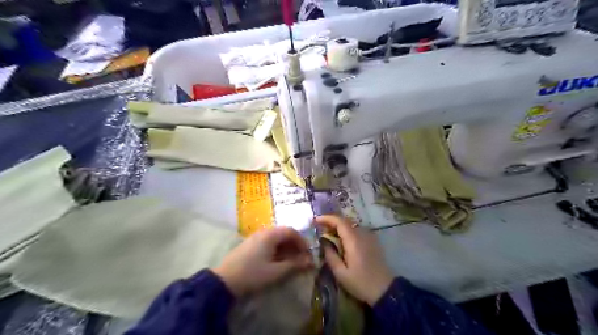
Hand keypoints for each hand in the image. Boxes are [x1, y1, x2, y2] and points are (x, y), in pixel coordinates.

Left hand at [213, 227, 312, 295]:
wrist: (224, 280)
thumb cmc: (252, 274)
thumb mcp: (275, 271)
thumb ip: (294, 265)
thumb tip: (310, 262)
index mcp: (270, 235)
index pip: (291, 231)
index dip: (302, 241)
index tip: (307, 254)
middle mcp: (263, 232)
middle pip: (283, 233)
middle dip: (294, 245)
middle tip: (300, 258)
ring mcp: (255, 237)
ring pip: (276, 238)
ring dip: (286, 247)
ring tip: (290, 261)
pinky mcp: (249, 244)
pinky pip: (268, 242)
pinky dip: (276, 249)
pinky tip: (277, 261)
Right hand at [315, 214, 396, 306]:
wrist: (385, 290)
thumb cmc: (361, 283)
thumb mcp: (340, 273)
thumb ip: (330, 255)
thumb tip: (324, 242)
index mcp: (353, 240)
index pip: (339, 221)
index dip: (326, 218)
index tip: (315, 220)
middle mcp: (362, 234)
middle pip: (345, 221)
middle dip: (331, 222)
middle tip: (320, 228)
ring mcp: (369, 236)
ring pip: (351, 225)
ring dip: (339, 226)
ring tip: (329, 234)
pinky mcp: (373, 241)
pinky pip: (357, 230)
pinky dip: (347, 231)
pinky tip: (342, 240)